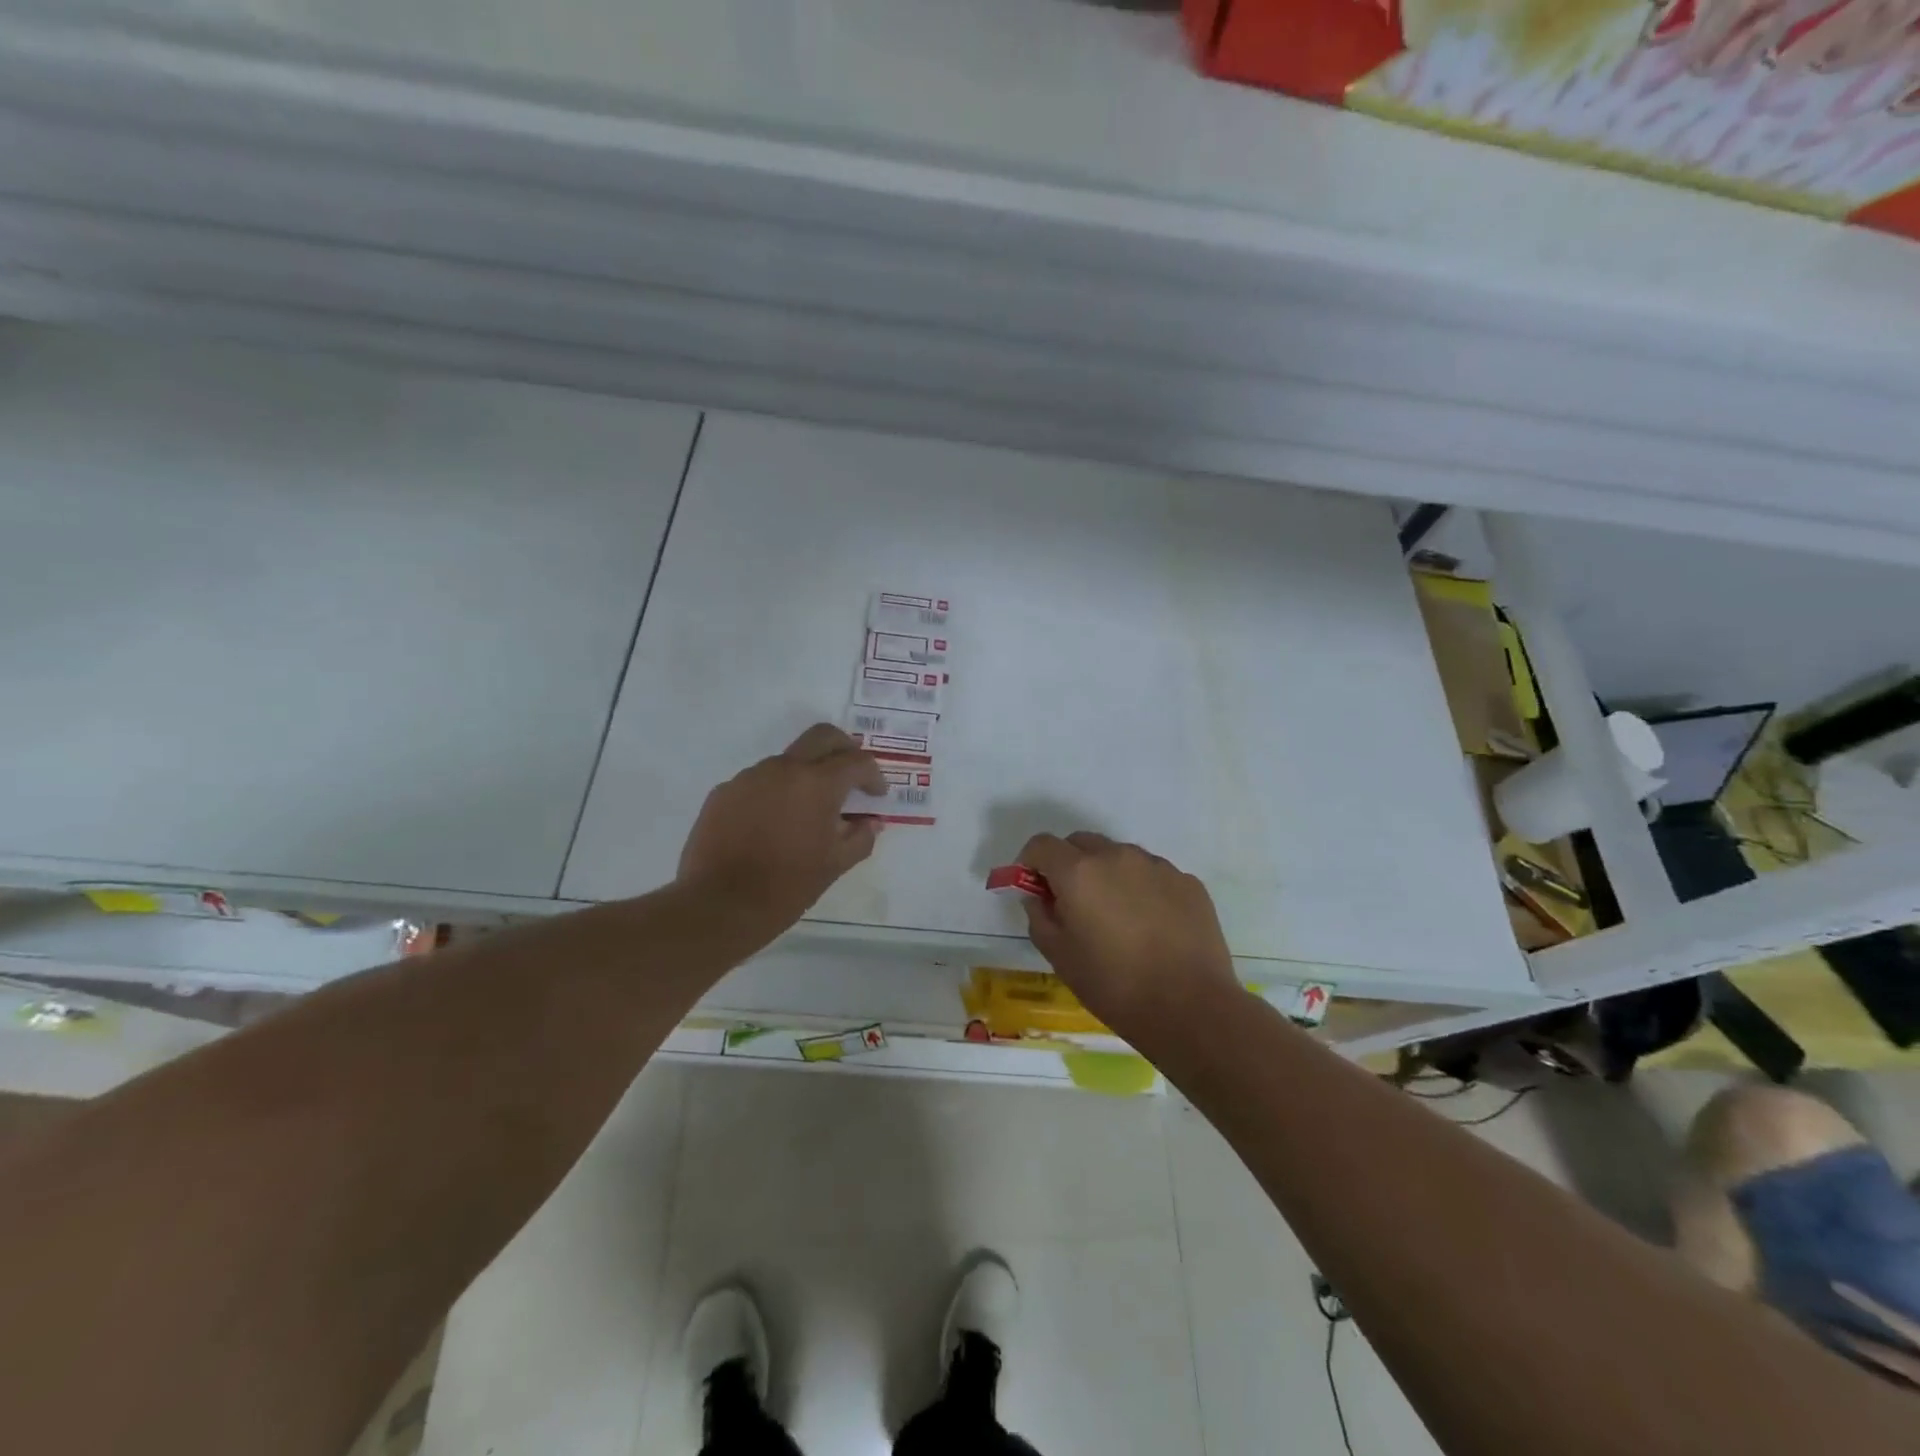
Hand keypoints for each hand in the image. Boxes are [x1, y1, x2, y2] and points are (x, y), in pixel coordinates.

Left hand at [677, 724, 886, 940]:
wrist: (720, 905)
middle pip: (822, 737)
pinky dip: (775, 793)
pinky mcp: (724, 792)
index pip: (857, 762)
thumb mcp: (835, 865)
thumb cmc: (787, 886)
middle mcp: (783, 769)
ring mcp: (749, 777)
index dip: (874, 776)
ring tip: (808, 811)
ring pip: (788, 760)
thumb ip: (860, 837)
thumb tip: (871, 822)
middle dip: (844, 749)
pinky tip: (773, 824)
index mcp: (817, 784)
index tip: (876, 795)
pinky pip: (758, 782)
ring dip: (806, 775)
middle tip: (852, 776)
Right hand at [1015, 832, 1239, 1037]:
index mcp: (1079, 872)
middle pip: (1081, 843)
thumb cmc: (1114, 985)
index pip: (1042, 844)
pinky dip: (1142, 888)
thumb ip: (1040, 917)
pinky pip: (1153, 874)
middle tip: (1073, 903)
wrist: (1191, 1008)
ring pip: (1119, 856)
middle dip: (1068, 864)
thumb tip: (1038, 897)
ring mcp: (1157, 866)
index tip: (1033, 887)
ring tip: (1117, 917)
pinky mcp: (1188, 882)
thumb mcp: (1060, 957)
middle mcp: (1117, 856)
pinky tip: (1151, 926)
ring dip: (1107, 874)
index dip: (1030, 862)